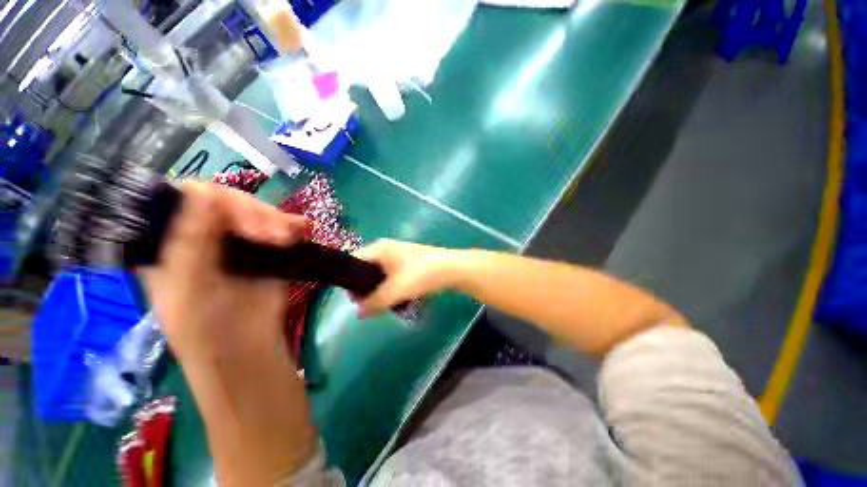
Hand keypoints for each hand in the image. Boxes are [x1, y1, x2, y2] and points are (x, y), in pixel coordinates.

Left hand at [139, 181, 309, 360]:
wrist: (245, 349)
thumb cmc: (203, 327)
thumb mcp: (187, 287)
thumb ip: (189, 241)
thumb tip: (202, 191)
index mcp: (171, 239)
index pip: (186, 198)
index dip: (213, 199)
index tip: (238, 219)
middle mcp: (204, 232)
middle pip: (227, 202)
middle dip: (253, 214)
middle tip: (274, 236)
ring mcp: (238, 239)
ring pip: (256, 211)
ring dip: (275, 220)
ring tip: (287, 238)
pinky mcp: (266, 248)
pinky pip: (278, 226)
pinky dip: (291, 224)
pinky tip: (300, 229)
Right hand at [353, 239, 458, 317]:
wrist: (453, 269)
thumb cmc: (421, 274)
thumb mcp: (395, 290)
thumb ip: (374, 302)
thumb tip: (359, 313)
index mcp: (379, 248)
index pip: (354, 260)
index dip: (350, 280)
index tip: (353, 299)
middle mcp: (387, 249)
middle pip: (367, 269)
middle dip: (366, 288)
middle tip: (370, 305)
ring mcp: (400, 256)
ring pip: (382, 275)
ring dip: (381, 290)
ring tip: (385, 305)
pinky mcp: (410, 264)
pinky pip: (394, 277)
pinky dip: (393, 288)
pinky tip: (398, 300)